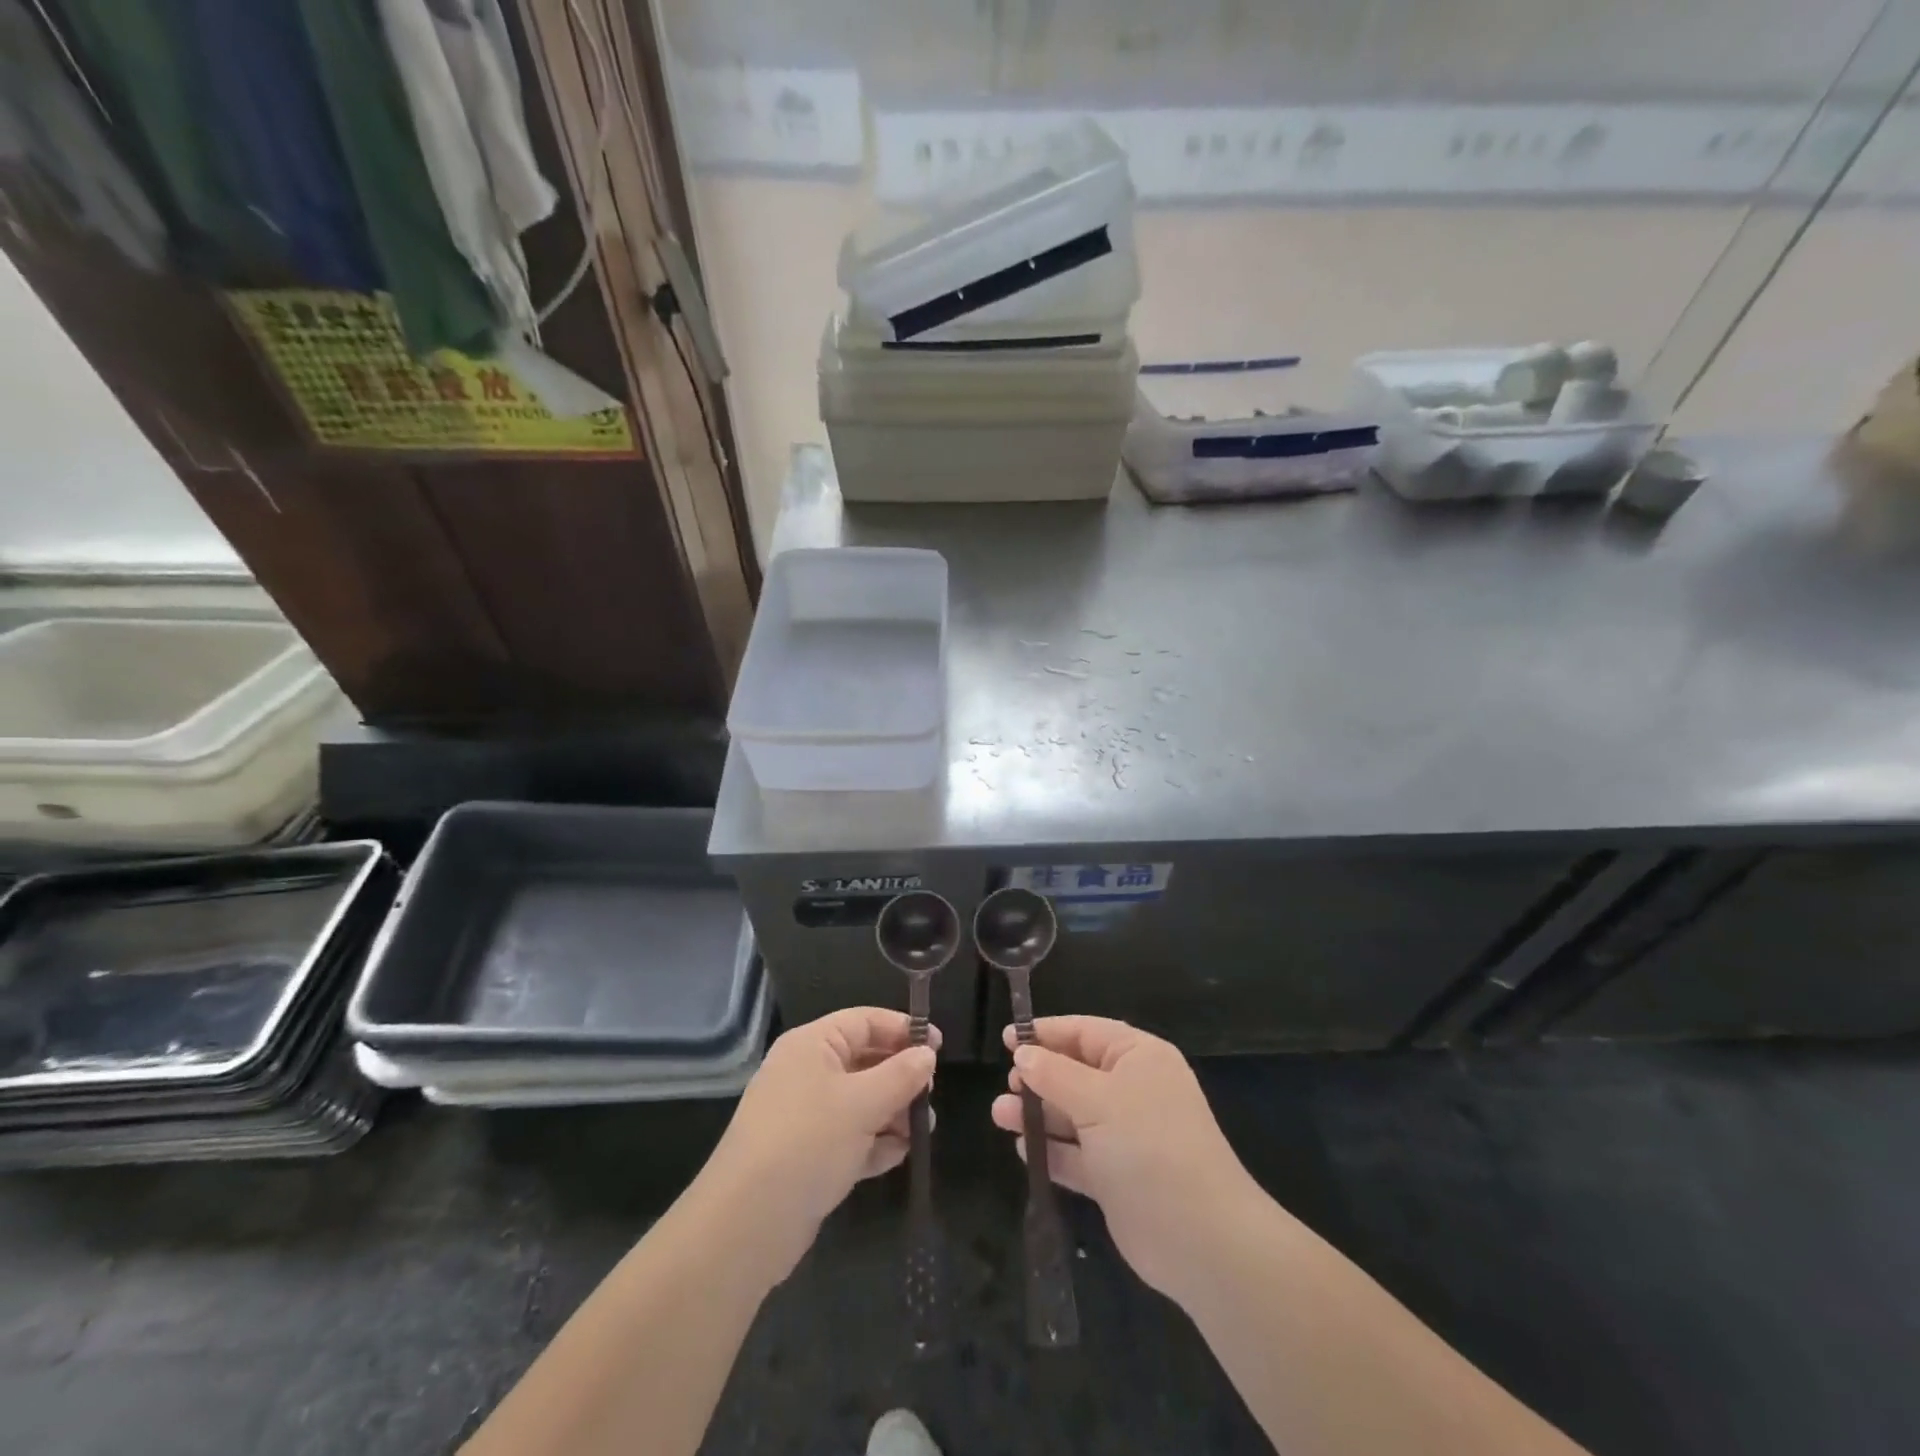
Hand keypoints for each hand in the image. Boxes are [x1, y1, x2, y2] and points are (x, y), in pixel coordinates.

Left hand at [700, 1007, 937, 1285]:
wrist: (746, 1225)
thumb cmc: (807, 1142)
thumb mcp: (862, 1103)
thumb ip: (900, 1075)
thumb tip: (927, 1055)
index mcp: (812, 1045)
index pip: (864, 1021)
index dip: (902, 1030)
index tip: (939, 1047)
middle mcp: (806, 1073)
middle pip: (864, 1061)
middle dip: (900, 1077)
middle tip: (930, 1095)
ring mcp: (804, 1116)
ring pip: (860, 1101)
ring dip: (892, 1112)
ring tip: (921, 1131)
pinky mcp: (806, 1156)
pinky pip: (849, 1137)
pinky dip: (874, 1142)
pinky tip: (898, 1155)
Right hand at [992, 1016, 1260, 1299]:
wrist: (1201, 1239)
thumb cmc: (1149, 1147)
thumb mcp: (1097, 1100)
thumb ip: (1054, 1074)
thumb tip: (1023, 1053)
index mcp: (1138, 1057)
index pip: (1085, 1032)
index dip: (1046, 1033)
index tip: (1007, 1038)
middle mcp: (1133, 1090)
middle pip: (1075, 1072)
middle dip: (1038, 1077)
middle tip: (1007, 1083)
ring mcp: (1125, 1136)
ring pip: (1072, 1114)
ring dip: (1037, 1114)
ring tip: (999, 1115)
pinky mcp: (1116, 1177)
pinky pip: (1076, 1155)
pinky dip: (1052, 1150)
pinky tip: (1023, 1150)